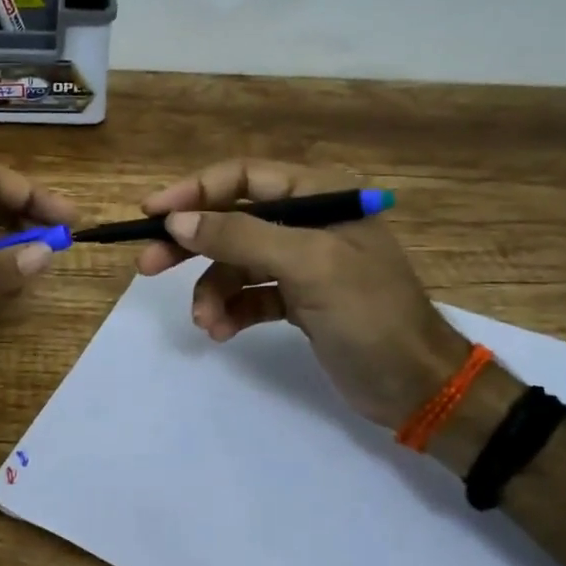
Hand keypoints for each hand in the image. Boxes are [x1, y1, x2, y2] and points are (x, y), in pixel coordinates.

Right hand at [135, 159, 469, 429]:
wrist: (418, 387)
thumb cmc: (370, 315)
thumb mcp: (309, 266)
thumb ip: (241, 236)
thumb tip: (177, 220)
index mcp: (319, 196)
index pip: (243, 178)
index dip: (194, 191)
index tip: (151, 214)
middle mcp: (307, 222)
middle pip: (231, 219)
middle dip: (191, 244)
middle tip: (147, 264)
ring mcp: (302, 262)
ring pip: (235, 262)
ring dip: (212, 290)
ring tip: (205, 321)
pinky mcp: (297, 298)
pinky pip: (249, 294)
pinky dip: (231, 310)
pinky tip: (222, 331)